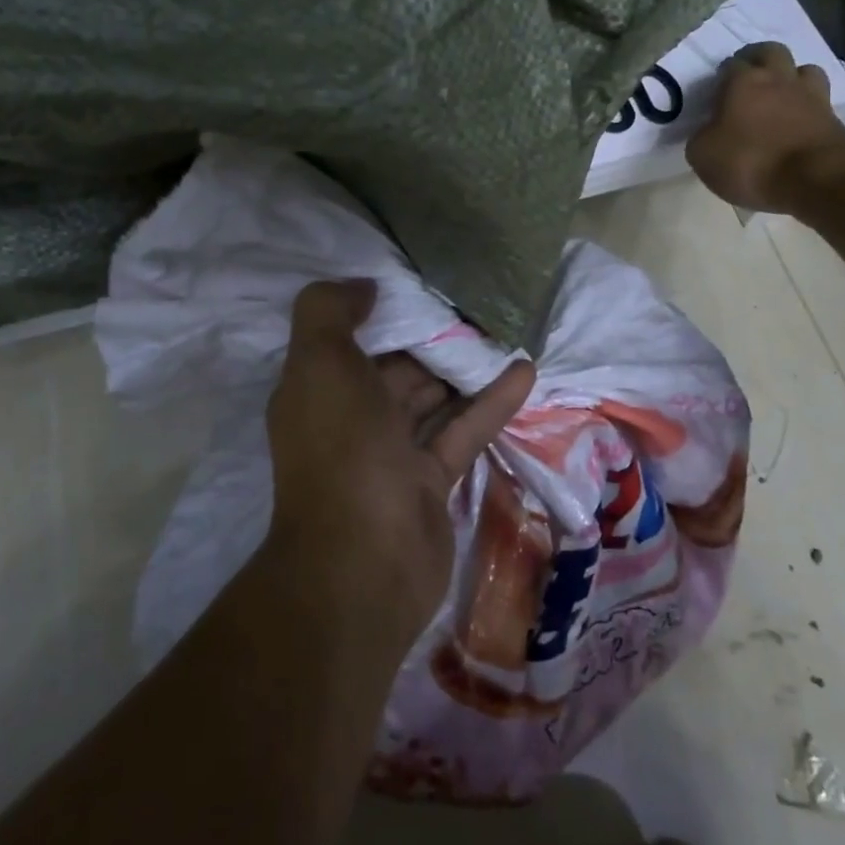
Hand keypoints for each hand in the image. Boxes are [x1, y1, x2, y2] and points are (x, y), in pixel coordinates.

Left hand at [265, 279, 535, 641]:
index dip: (380, 314)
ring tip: (504, 331)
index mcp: (318, 391)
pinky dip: (491, 402)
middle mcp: (351, 419)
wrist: (364, 560)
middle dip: (429, 341)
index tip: (419, 284)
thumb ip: (329, 311)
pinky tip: (526, 371)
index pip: (348, 342)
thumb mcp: (319, 362)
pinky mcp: (431, 481)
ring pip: (432, 400)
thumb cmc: (341, 447)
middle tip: (475, 306)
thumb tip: (364, 286)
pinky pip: (463, 430)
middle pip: (394, 369)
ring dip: (463, 370)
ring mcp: (392, 453)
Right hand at [685, 41, 844, 212]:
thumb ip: (702, 135)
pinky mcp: (832, 117)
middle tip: (747, 79)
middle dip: (758, 60)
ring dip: (791, 77)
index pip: (730, 65)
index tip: (716, 94)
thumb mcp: (702, 155)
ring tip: (779, 97)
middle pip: (771, 51)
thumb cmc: (749, 162)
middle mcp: (778, 79)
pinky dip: (806, 105)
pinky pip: (818, 99)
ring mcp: (810, 95)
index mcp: (743, 82)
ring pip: (803, 69)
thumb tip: (709, 130)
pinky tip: (797, 121)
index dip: (722, 76)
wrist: (814, 178)